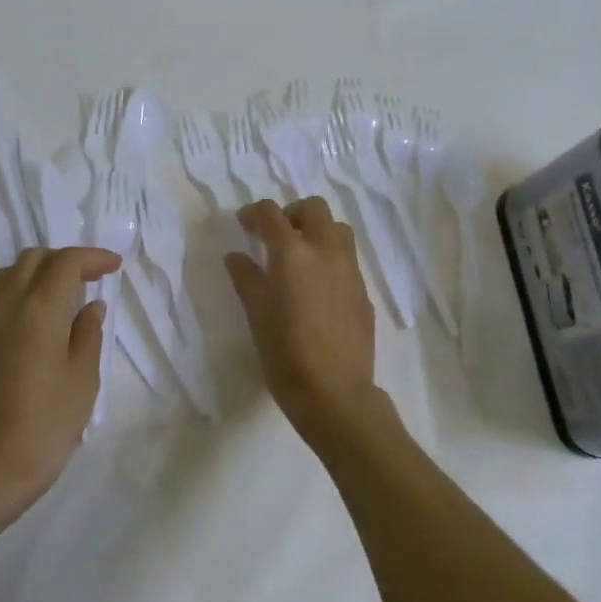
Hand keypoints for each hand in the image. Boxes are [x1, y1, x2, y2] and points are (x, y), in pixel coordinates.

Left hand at [0, 246, 120, 506]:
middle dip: (66, 259)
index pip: (66, 262)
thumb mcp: (83, 378)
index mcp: (40, 310)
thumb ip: (88, 334)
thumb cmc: (47, 423)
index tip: (115, 266)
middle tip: (94, 277)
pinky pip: (0, 294)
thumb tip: (91, 306)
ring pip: (12, 272)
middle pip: (35, 258)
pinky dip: (24, 286)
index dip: (93, 257)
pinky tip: (44, 314)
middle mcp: (10, 306)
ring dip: (41, 269)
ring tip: (67, 291)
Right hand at [225, 197, 381, 441]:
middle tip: (275, 237)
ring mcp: (350, 270)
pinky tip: (318, 288)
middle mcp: (326, 251)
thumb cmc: (285, 354)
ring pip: (338, 229)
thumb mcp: (256, 315)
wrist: (335, 393)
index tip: (244, 224)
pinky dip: (331, 258)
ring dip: (317, 231)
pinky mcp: (364, 292)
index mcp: (293, 253)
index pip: (271, 213)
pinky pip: (348, 259)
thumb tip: (236, 256)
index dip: (254, 213)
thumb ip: (246, 278)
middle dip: (291, 213)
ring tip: (300, 257)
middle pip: (314, 208)